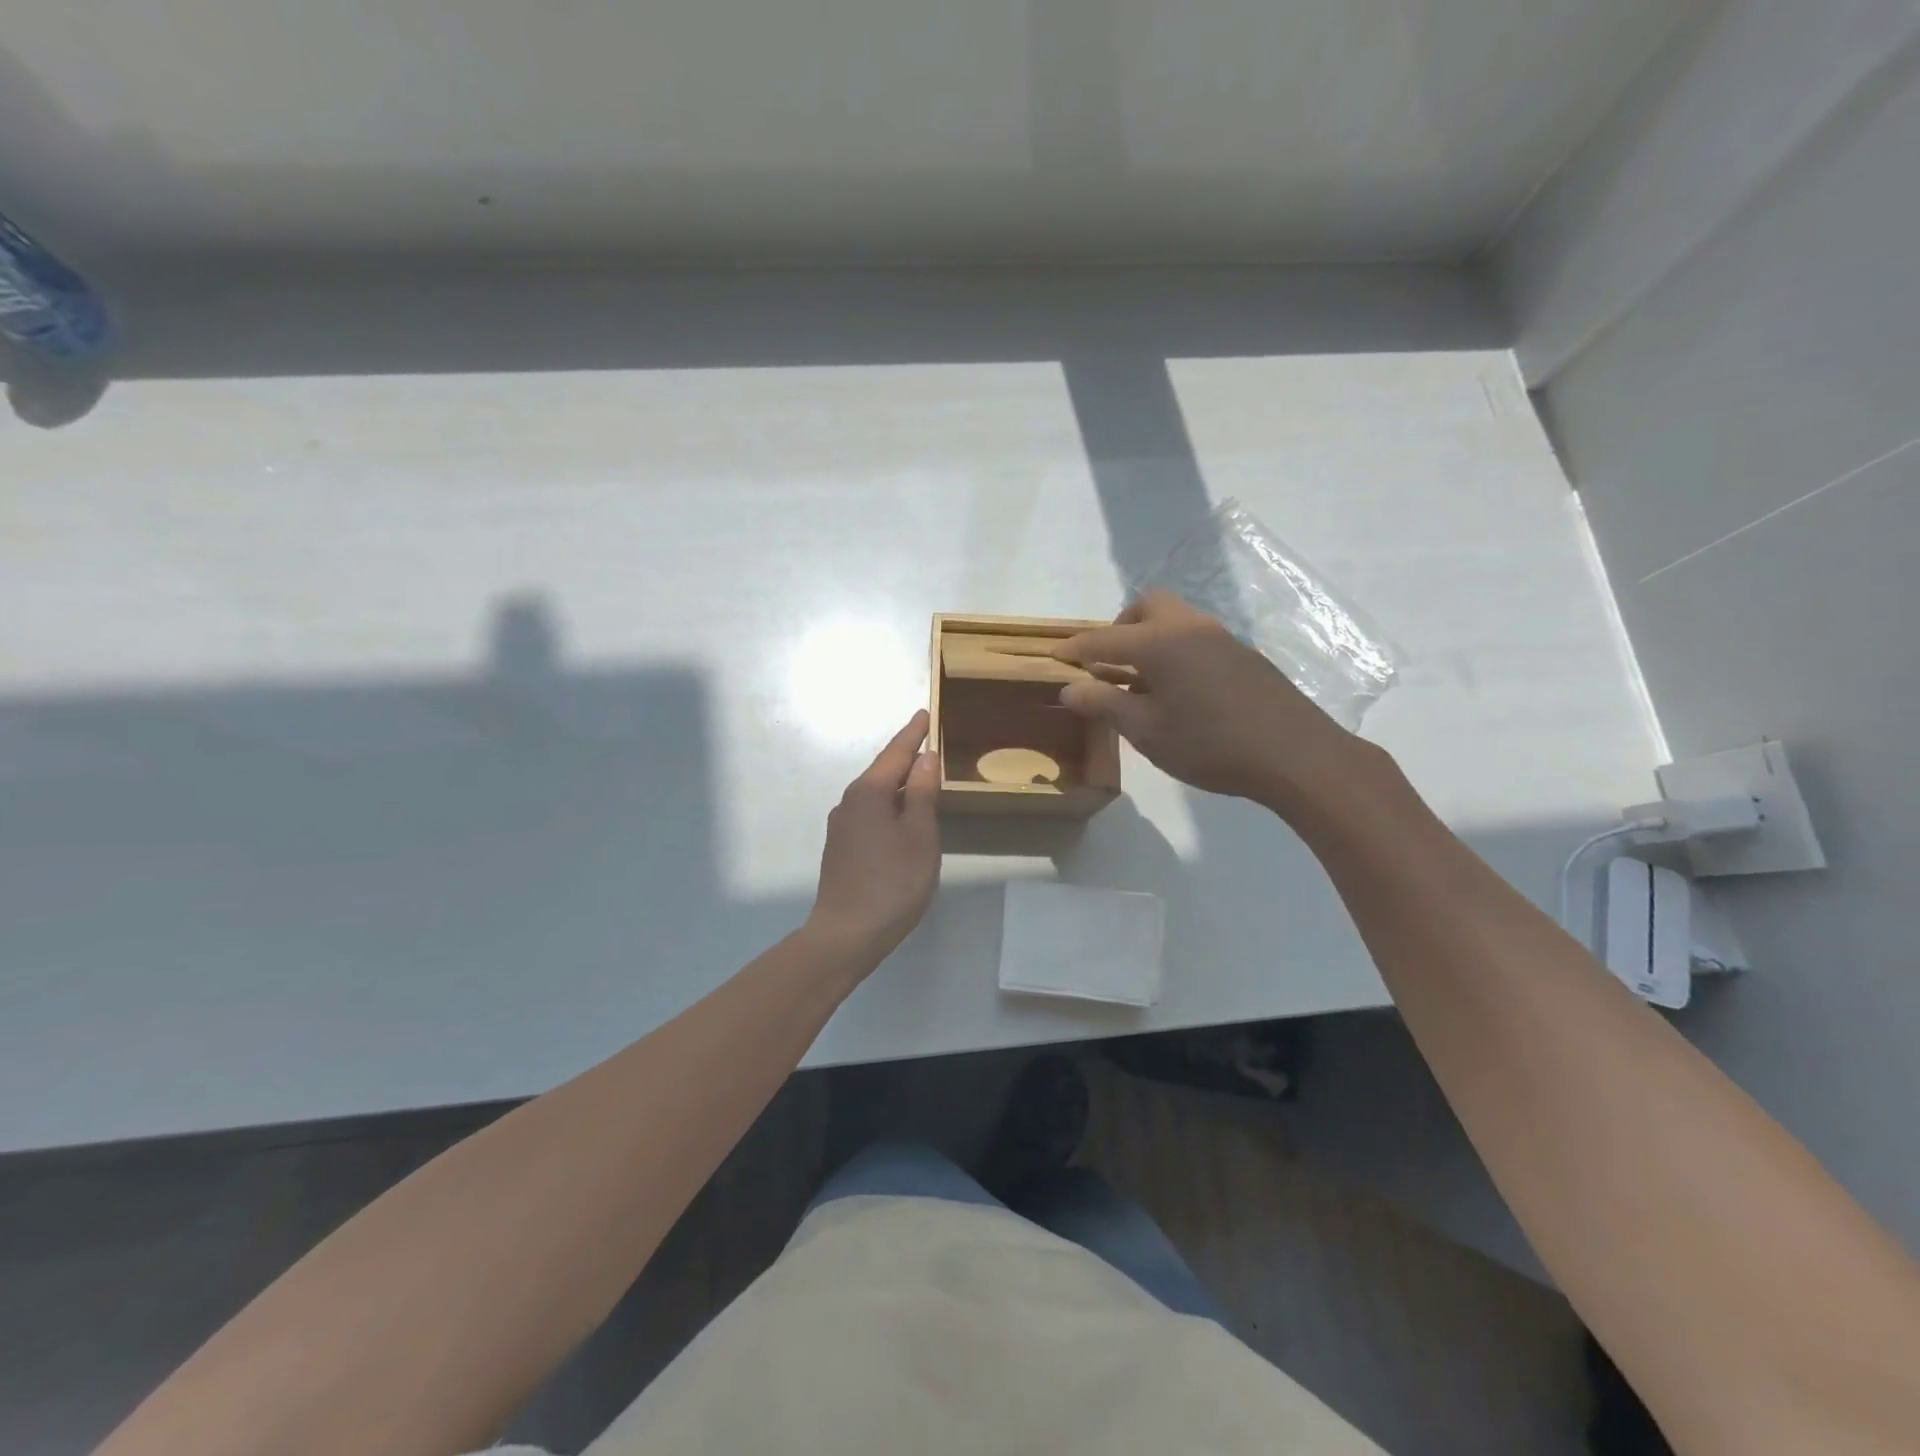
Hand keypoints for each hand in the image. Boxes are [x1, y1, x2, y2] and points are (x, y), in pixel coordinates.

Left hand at [808, 710, 941, 963]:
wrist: (846, 933)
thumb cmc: (892, 882)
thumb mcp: (919, 834)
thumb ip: (922, 793)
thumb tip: (925, 757)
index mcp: (869, 792)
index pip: (896, 753)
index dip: (913, 734)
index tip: (925, 714)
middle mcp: (850, 802)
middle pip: (882, 771)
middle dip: (905, 756)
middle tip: (928, 741)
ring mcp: (841, 826)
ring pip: (875, 793)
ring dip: (897, 782)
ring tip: (920, 776)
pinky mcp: (841, 848)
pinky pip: (869, 813)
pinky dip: (888, 804)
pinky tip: (901, 816)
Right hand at [1054, 591, 1374, 813]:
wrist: (1294, 754)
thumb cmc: (1210, 744)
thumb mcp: (1146, 731)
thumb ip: (1104, 704)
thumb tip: (1068, 688)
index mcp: (1159, 642)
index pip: (1103, 639)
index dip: (1075, 649)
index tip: (1055, 657)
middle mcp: (1189, 627)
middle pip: (1147, 606)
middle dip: (1120, 628)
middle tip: (1109, 664)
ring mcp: (1221, 638)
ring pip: (1175, 620)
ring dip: (1150, 640)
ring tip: (1142, 682)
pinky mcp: (1243, 655)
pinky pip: (1196, 638)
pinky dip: (1176, 652)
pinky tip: (1180, 692)